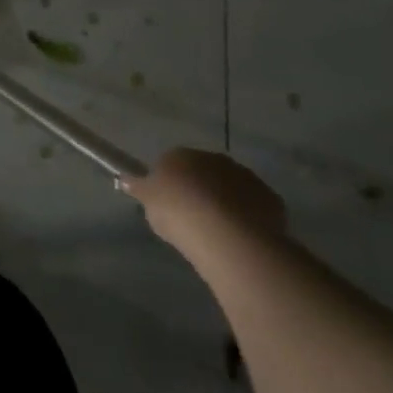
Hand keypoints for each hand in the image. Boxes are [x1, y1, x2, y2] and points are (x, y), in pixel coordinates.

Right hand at [120, 148, 286, 254]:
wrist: (226, 234)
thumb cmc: (178, 212)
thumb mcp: (148, 202)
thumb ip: (137, 188)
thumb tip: (124, 179)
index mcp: (181, 155)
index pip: (172, 163)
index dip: (170, 184)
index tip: (168, 205)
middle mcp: (214, 159)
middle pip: (203, 173)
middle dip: (200, 190)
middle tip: (193, 218)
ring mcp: (245, 177)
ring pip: (231, 188)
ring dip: (225, 202)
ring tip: (218, 232)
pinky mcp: (269, 198)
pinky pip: (253, 206)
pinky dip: (247, 217)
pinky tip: (240, 238)